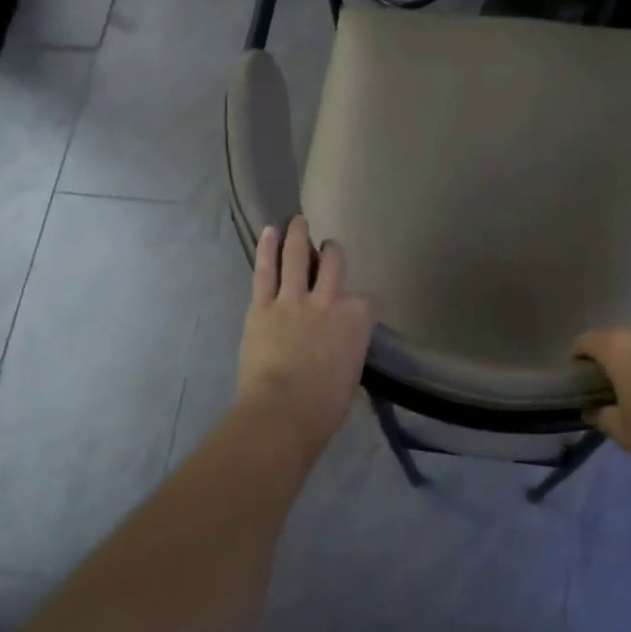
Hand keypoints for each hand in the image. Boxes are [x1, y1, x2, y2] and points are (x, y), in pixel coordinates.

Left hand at [236, 217, 373, 458]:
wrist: (283, 410)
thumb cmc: (324, 405)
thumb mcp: (351, 375)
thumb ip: (349, 350)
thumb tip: (341, 349)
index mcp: (358, 320)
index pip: (367, 301)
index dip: (361, 302)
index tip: (357, 307)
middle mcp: (330, 300)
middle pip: (334, 265)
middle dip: (332, 253)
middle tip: (328, 248)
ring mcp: (294, 299)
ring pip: (298, 257)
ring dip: (299, 235)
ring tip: (298, 221)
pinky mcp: (263, 305)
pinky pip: (266, 270)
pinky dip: (268, 248)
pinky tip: (270, 230)